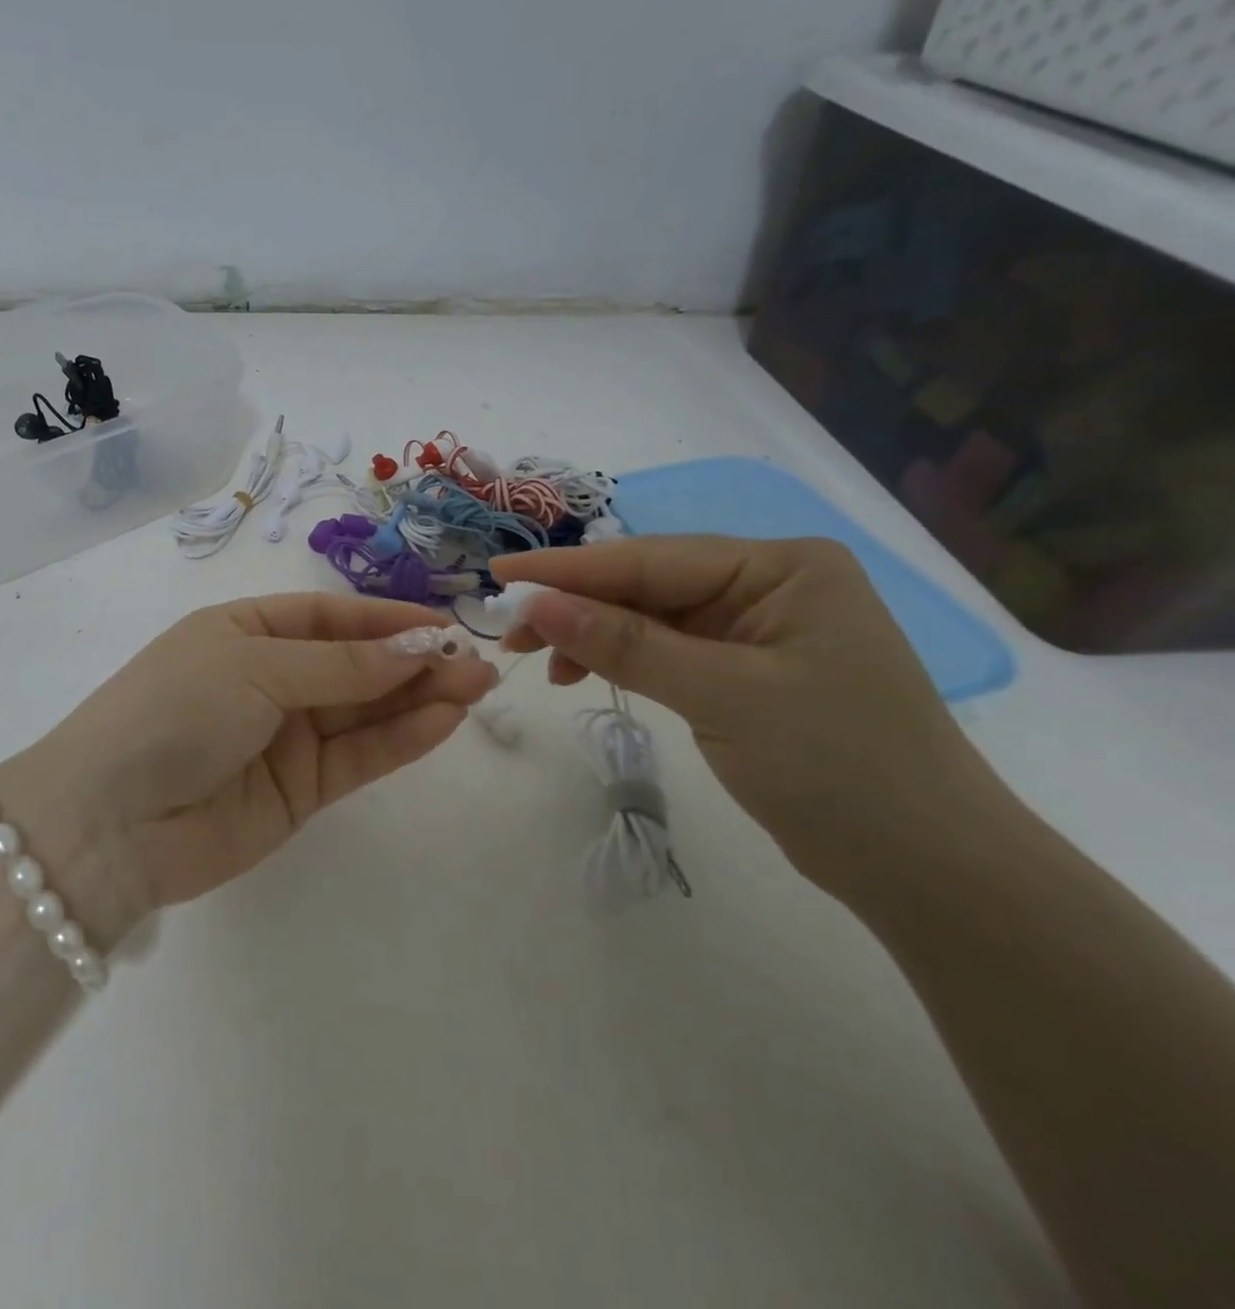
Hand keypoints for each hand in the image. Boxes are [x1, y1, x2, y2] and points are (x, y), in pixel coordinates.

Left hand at [0, 594, 496, 935]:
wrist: (110, 822)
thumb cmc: (174, 711)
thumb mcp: (254, 667)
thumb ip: (339, 665)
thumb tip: (415, 648)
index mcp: (245, 632)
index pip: (329, 616)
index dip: (385, 619)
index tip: (441, 624)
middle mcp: (268, 679)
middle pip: (354, 664)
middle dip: (413, 660)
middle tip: (476, 661)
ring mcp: (284, 737)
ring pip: (364, 710)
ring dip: (419, 698)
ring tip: (476, 686)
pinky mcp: (298, 791)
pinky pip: (357, 757)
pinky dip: (400, 739)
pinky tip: (444, 721)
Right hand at [492, 537, 999, 893]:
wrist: (924, 866)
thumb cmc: (838, 767)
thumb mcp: (724, 696)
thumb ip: (626, 644)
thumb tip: (538, 603)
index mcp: (782, 567)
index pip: (652, 558)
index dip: (569, 568)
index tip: (500, 574)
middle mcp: (767, 584)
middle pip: (646, 585)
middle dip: (576, 606)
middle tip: (510, 632)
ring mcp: (754, 628)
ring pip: (648, 617)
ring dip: (590, 635)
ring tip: (538, 661)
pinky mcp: (742, 670)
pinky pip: (663, 650)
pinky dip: (620, 660)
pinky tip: (582, 675)